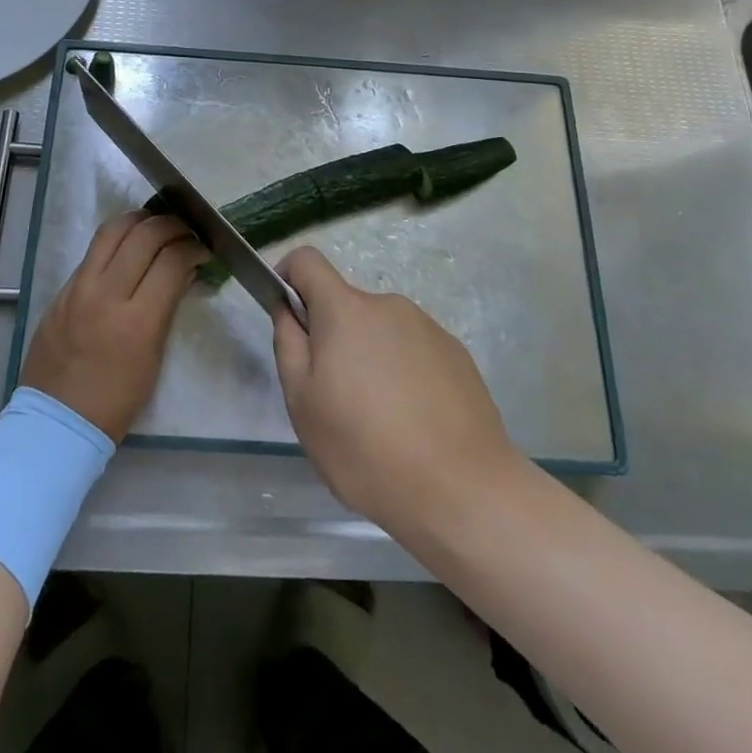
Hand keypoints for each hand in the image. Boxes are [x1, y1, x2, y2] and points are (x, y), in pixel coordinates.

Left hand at [21, 211, 206, 441]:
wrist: (58, 421)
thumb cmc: (116, 401)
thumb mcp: (154, 356)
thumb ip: (167, 306)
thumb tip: (183, 270)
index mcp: (137, 321)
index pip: (171, 261)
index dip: (193, 248)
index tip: (202, 249)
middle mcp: (106, 294)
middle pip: (144, 235)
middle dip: (171, 226)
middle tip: (184, 231)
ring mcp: (78, 288)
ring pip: (112, 230)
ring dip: (139, 220)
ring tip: (155, 224)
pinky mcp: (61, 290)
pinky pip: (92, 252)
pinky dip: (115, 240)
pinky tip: (127, 246)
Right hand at [271, 247, 517, 542]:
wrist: (463, 491)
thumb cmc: (366, 449)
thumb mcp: (303, 404)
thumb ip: (288, 345)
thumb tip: (289, 310)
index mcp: (345, 310)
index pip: (307, 261)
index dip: (288, 277)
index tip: (288, 317)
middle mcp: (388, 305)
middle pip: (346, 306)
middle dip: (333, 339)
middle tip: (336, 399)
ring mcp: (428, 328)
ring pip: (381, 332)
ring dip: (370, 359)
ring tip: (380, 422)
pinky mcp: (457, 354)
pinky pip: (414, 352)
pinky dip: (404, 375)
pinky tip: (415, 424)